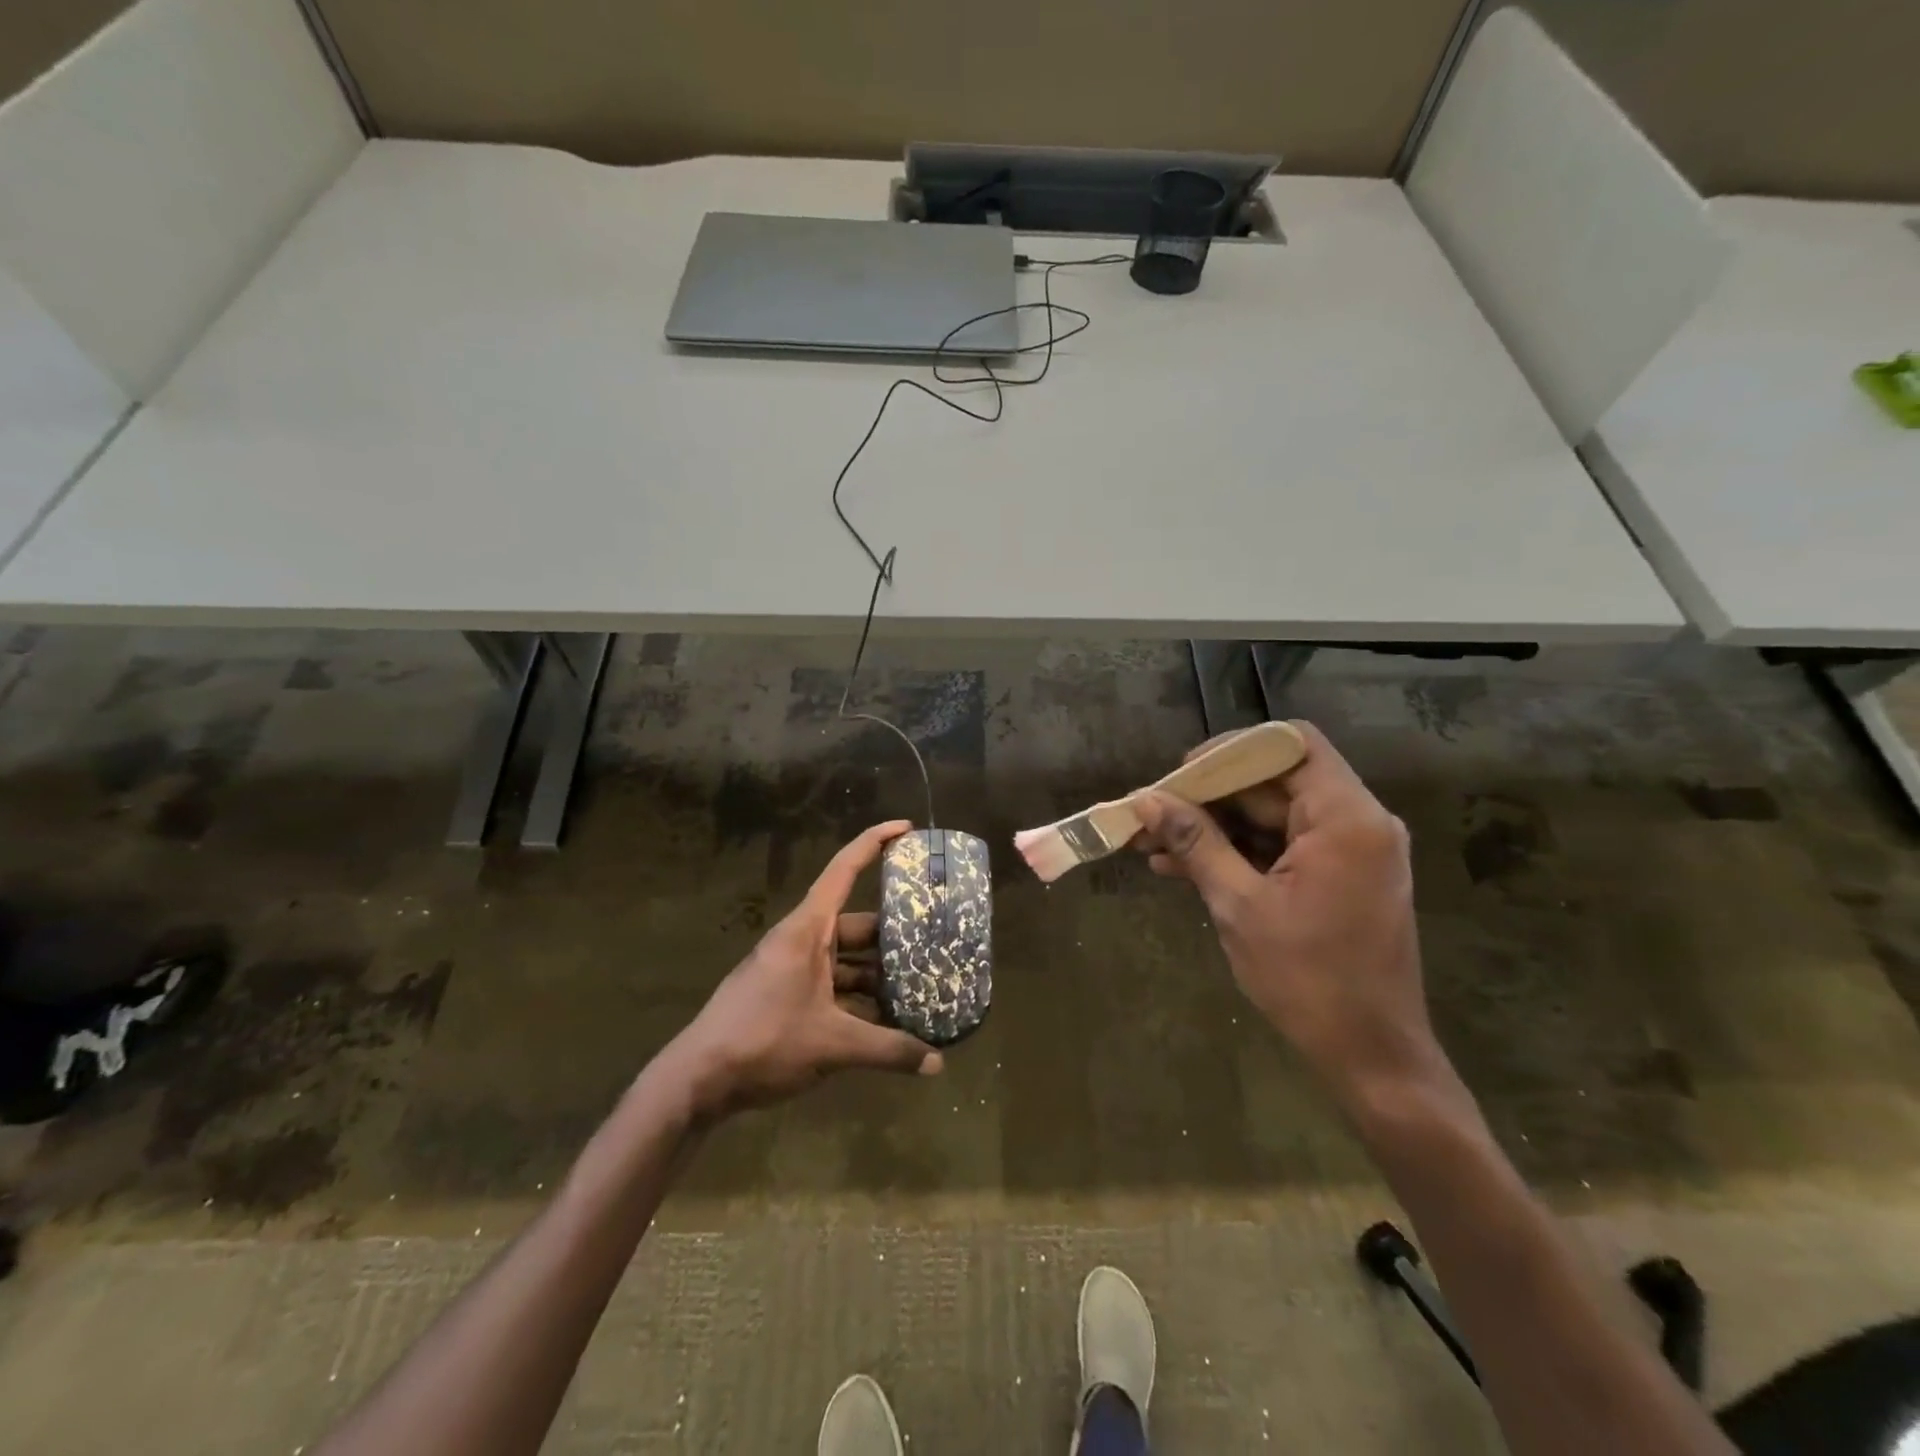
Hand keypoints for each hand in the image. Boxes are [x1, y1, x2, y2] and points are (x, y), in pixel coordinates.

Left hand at [665, 820, 943, 1117]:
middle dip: (893, 934)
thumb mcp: (833, 1045)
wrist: (697, 1081)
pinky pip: (832, 985)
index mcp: (807, 930)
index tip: (906, 828)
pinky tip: (886, 1022)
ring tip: (920, 988)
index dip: (874, 842)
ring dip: (878, 975)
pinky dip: (858, 998)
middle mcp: (801, 941)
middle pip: (855, 924)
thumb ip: (888, 1050)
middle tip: (935, 940)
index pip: (844, 870)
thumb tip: (939, 1063)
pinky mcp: (786, 996)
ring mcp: (792, 969)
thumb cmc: (764, 1041)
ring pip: (846, 960)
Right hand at [1132, 723, 1442, 1108]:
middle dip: (1210, 796)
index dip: (1230, 751)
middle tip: (1153, 814)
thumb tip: (1147, 800)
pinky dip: (1238, 852)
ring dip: (1216, 827)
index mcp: (1346, 819)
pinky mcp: (1340, 877)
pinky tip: (1183, 868)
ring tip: (1154, 844)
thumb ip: (1195, 843)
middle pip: (1275, 780)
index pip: (1289, 744)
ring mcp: (1351, 851)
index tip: (1182, 776)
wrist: (1372, 1056)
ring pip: (1272, 814)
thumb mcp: (1239, 905)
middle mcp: (1358, 822)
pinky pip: (1282, 846)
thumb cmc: (1308, 979)